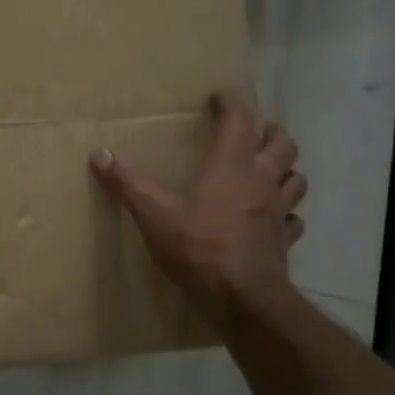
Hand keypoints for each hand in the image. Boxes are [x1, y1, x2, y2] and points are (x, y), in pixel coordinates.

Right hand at [90, 90, 307, 326]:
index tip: (220, 97)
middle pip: (281, 144)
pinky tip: (272, 219)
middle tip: (251, 131)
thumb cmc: (198, 247)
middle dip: (269, 132)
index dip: (232, 103)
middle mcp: (261, 181)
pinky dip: (286, 214)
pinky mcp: (284, 240)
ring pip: (295, 178)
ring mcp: (278, 211)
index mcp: (231, 165)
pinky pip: (293, 220)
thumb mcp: (153, 213)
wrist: (241, 297)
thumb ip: (127, 183)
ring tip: (268, 170)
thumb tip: (99, 154)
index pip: (241, 120)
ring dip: (285, 169)